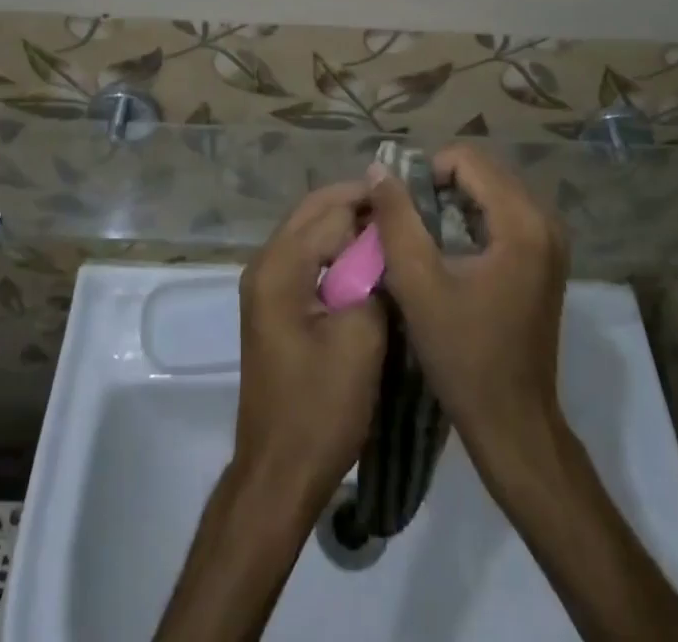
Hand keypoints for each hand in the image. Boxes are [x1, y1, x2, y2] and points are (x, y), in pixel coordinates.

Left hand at [236, 181, 386, 507]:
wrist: (279, 473)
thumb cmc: (321, 407)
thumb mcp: (361, 338)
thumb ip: (373, 277)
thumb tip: (384, 243)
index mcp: (279, 266)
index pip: (331, 210)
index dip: (372, 204)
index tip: (413, 203)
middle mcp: (264, 263)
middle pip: (313, 211)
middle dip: (356, 205)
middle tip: (404, 210)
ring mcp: (265, 284)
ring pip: (309, 231)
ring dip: (346, 225)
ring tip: (392, 232)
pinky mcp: (273, 304)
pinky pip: (306, 257)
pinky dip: (335, 250)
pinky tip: (368, 262)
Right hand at [366, 144, 568, 460]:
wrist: (514, 422)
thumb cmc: (464, 356)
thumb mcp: (418, 284)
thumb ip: (396, 219)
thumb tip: (378, 170)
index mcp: (521, 222)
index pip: (467, 160)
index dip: (426, 173)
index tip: (402, 209)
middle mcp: (545, 219)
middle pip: (483, 170)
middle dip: (440, 185)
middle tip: (409, 220)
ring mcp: (551, 238)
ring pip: (492, 189)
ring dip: (455, 201)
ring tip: (424, 235)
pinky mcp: (546, 255)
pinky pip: (504, 211)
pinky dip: (473, 217)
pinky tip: (450, 250)